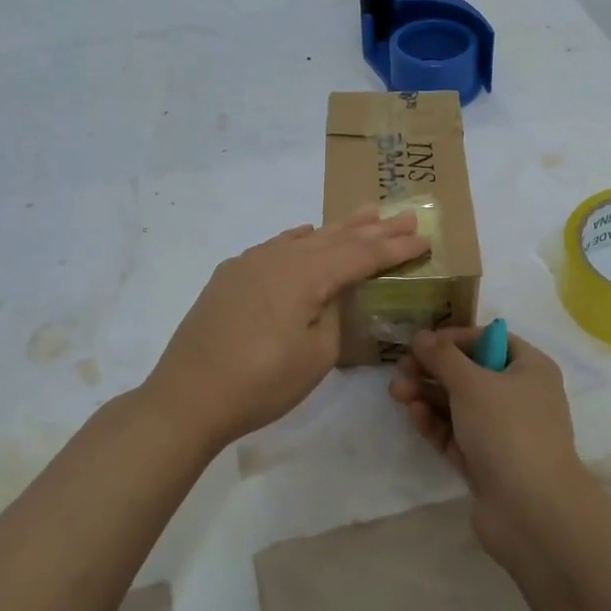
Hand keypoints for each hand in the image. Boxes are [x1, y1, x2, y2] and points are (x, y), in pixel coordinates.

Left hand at [148, 207, 428, 447]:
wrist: (188, 398)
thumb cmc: (261, 383)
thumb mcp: (316, 355)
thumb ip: (332, 313)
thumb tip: (329, 293)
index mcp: (306, 275)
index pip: (361, 255)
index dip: (394, 248)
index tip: (423, 237)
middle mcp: (279, 257)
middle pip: (336, 238)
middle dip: (373, 228)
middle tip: (404, 214)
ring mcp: (251, 263)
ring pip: (305, 238)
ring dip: (338, 228)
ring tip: (366, 213)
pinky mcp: (231, 276)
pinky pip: (276, 246)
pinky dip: (299, 239)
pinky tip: (307, 233)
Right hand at [388, 325, 589, 562]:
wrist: (532, 511)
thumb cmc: (508, 430)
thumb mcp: (472, 383)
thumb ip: (443, 357)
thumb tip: (422, 336)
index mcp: (530, 368)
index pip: (489, 341)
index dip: (455, 338)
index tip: (423, 343)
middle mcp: (520, 396)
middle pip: (470, 373)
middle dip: (433, 369)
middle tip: (400, 369)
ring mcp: (503, 432)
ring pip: (459, 405)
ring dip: (428, 395)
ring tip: (397, 392)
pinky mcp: (486, 462)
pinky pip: (457, 434)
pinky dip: (435, 424)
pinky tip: (414, 416)